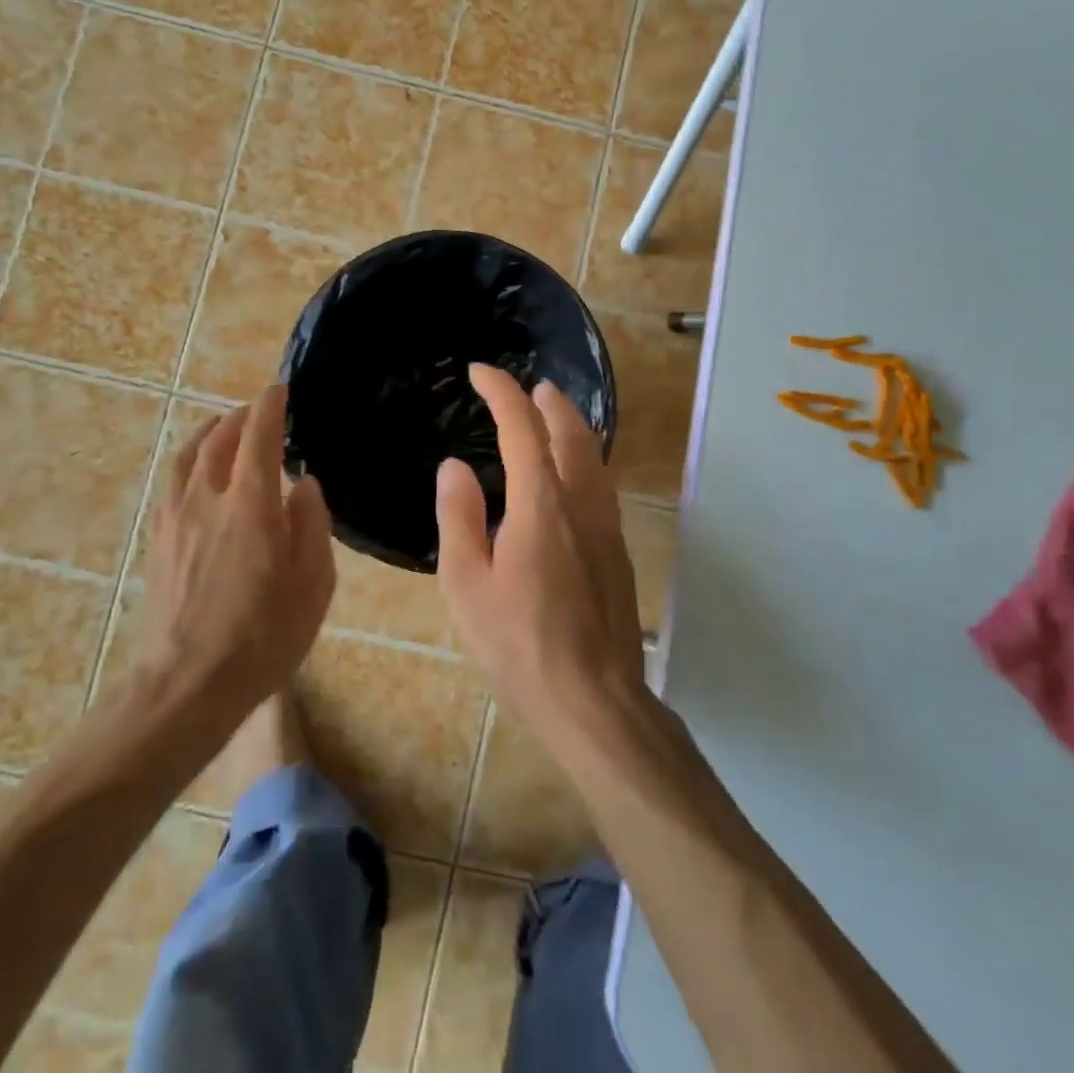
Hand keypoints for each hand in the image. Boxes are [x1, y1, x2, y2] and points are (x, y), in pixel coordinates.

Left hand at [134, 384, 334, 714]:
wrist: (187, 686)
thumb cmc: (263, 637)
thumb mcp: (312, 584)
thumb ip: (312, 525)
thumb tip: (304, 484)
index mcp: (250, 506)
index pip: (258, 437)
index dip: (269, 408)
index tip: (279, 390)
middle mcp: (206, 500)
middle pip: (218, 440)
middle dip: (239, 418)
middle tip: (258, 411)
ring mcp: (174, 519)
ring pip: (187, 458)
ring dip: (208, 434)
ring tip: (223, 428)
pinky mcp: (158, 541)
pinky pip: (171, 483)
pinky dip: (188, 462)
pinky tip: (196, 474)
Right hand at [435, 365, 646, 740]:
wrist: (594, 699)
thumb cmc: (519, 644)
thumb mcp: (467, 584)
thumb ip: (460, 517)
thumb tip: (455, 467)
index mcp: (541, 503)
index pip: (522, 426)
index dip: (500, 391)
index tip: (479, 372)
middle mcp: (581, 502)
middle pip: (570, 431)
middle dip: (546, 400)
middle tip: (525, 387)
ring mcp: (607, 526)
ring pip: (593, 455)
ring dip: (570, 425)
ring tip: (551, 415)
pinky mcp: (618, 550)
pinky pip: (600, 483)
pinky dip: (582, 457)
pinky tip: (570, 475)